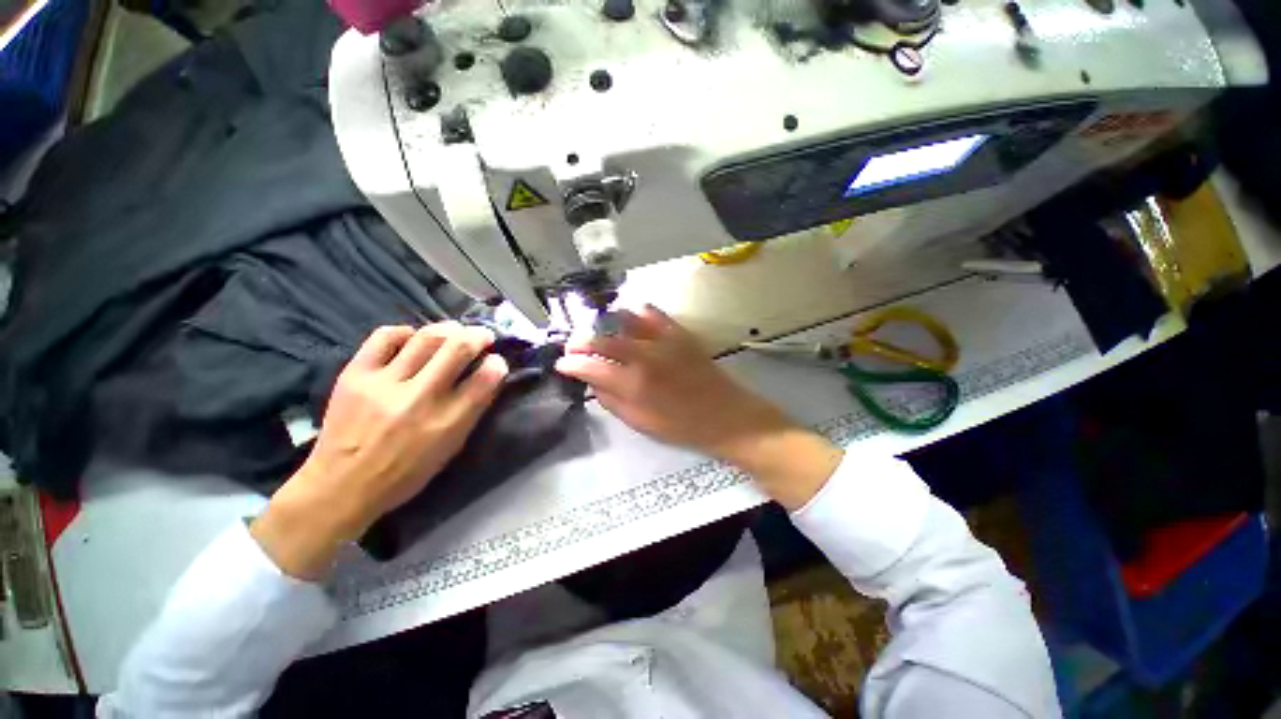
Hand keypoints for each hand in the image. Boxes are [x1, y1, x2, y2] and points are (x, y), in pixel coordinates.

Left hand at [251, 323, 507, 578]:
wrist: (341, 486)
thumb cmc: (406, 473)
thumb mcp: (451, 448)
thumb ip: (472, 410)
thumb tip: (487, 375)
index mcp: (448, 422)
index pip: (486, 377)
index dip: (498, 363)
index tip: (497, 361)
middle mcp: (420, 398)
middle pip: (458, 348)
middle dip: (478, 335)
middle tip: (482, 336)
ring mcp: (385, 383)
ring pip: (426, 337)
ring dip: (449, 329)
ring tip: (454, 332)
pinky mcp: (355, 374)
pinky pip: (385, 337)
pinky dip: (406, 332)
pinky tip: (412, 339)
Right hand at [555, 306, 841, 508]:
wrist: (727, 416)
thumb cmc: (682, 426)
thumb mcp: (641, 423)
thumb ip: (612, 401)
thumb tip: (593, 382)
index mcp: (633, 384)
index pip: (588, 366)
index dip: (570, 364)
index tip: (563, 364)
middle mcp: (644, 357)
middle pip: (600, 338)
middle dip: (580, 340)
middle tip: (574, 346)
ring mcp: (663, 341)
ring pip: (623, 319)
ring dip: (605, 324)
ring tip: (601, 333)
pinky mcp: (679, 333)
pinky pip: (653, 314)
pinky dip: (637, 314)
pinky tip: (631, 321)